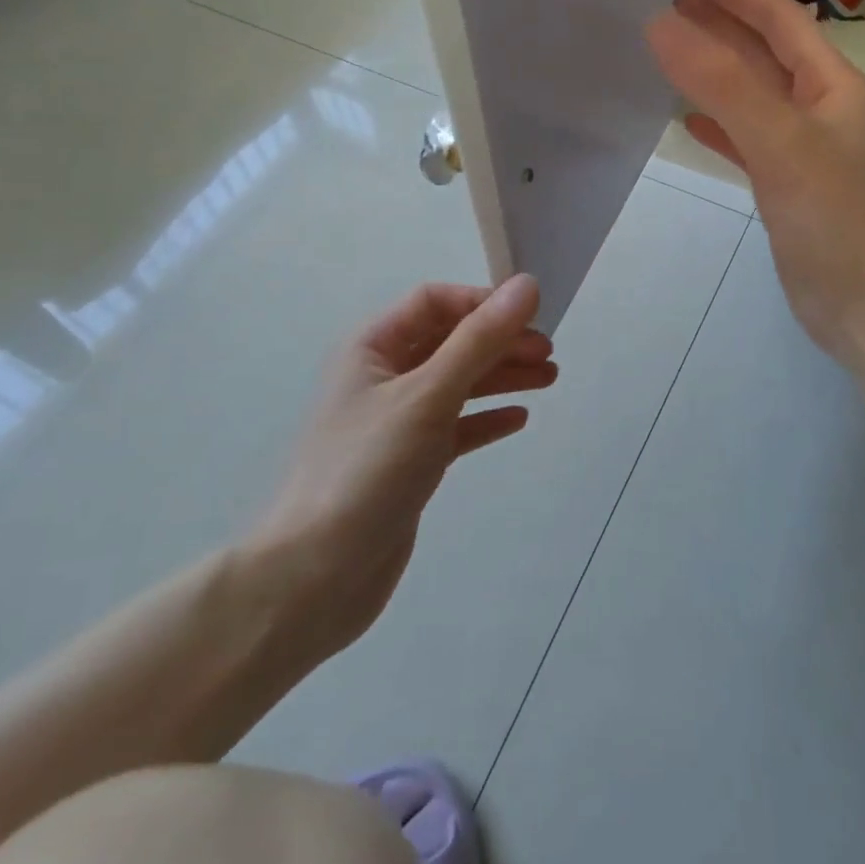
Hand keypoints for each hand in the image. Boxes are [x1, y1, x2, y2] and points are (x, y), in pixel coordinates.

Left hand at [243, 277, 556, 658]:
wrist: (315, 577)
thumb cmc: (367, 470)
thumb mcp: (427, 395)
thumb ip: (479, 340)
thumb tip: (527, 285)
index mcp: (373, 348)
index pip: (433, 302)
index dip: (482, 302)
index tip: (530, 316)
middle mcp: (384, 377)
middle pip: (451, 342)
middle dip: (500, 342)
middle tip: (548, 354)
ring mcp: (397, 422)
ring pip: (458, 384)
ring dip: (501, 376)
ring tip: (549, 378)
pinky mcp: (410, 462)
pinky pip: (456, 427)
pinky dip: (486, 418)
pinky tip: (518, 418)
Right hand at [646, 0, 864, 359]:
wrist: (862, 303)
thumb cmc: (830, 217)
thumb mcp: (778, 141)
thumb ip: (721, 83)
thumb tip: (661, 25)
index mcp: (832, 86)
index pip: (782, 22)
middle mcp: (820, 110)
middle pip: (765, 54)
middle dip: (723, 27)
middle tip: (670, 4)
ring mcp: (803, 150)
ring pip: (753, 96)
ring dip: (716, 72)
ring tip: (671, 51)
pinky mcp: (786, 186)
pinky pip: (747, 139)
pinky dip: (719, 123)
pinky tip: (689, 120)